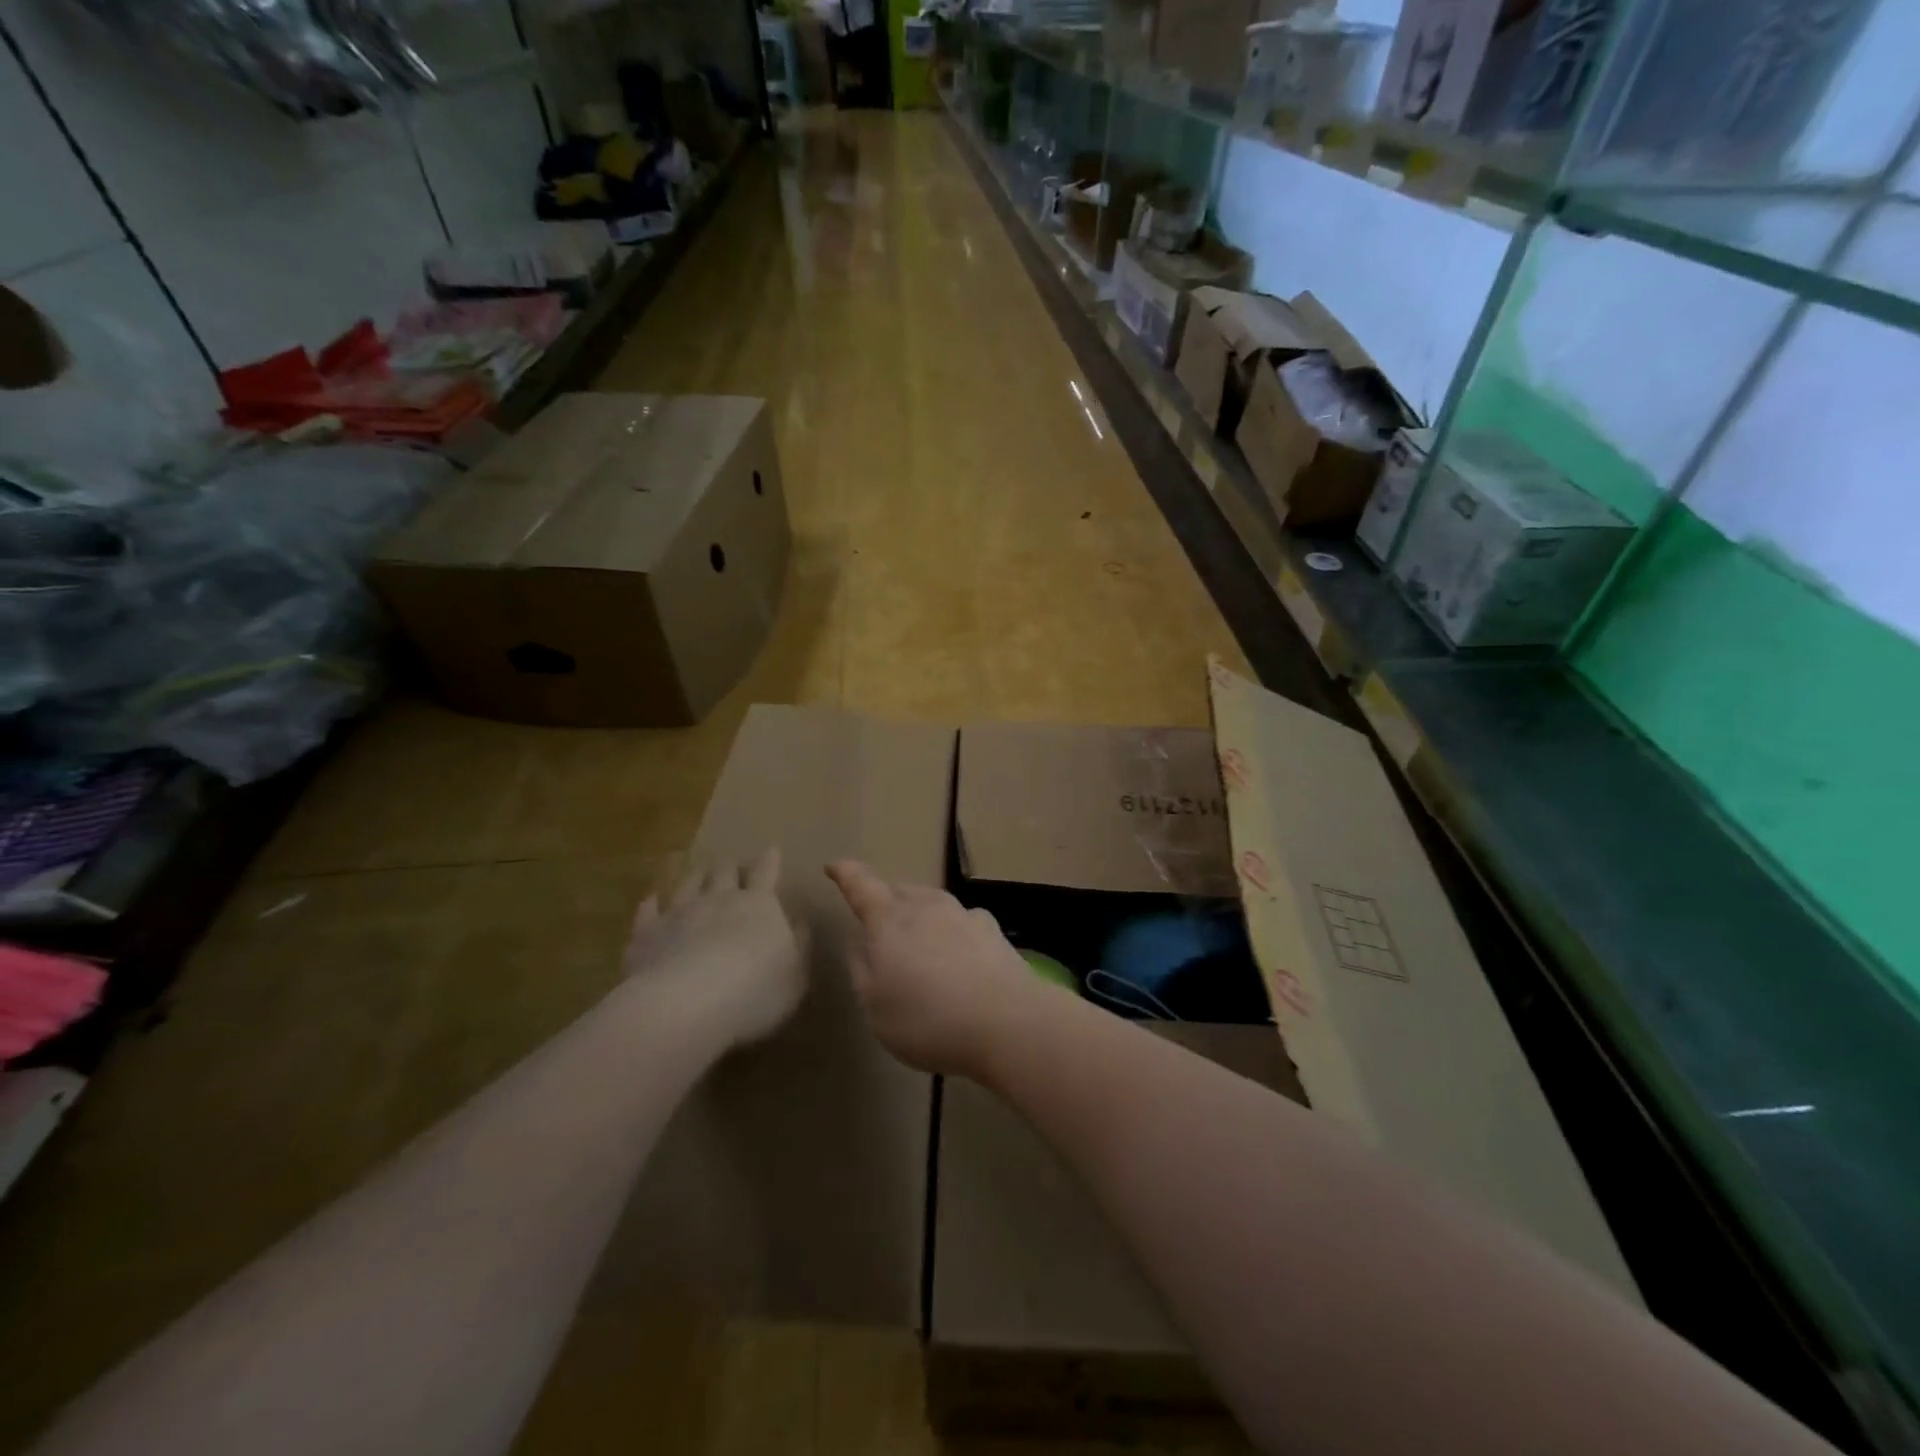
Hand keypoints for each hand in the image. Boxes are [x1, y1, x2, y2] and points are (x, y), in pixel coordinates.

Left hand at [625, 849, 808, 1047]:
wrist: (684, 1005)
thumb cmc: (754, 991)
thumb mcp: (795, 974)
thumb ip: (799, 944)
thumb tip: (800, 921)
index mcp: (759, 905)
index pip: (766, 874)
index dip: (770, 861)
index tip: (772, 849)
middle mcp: (718, 899)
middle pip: (724, 872)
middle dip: (730, 866)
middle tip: (731, 862)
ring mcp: (679, 912)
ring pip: (688, 883)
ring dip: (695, 874)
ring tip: (698, 868)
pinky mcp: (646, 933)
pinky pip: (648, 910)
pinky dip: (652, 902)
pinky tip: (651, 900)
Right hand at [826, 860, 1049, 1077]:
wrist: (1008, 1022)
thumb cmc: (928, 1019)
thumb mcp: (875, 1006)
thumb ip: (862, 969)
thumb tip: (860, 942)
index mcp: (889, 920)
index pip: (861, 886)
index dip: (846, 874)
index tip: (834, 865)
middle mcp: (926, 906)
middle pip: (899, 892)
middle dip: (884, 901)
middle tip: (877, 925)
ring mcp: (963, 914)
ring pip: (931, 904)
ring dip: (919, 917)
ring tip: (917, 946)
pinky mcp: (993, 931)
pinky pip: (961, 923)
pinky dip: (951, 933)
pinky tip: (958, 957)